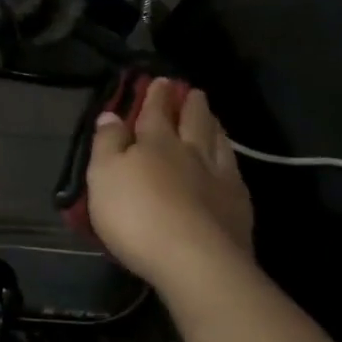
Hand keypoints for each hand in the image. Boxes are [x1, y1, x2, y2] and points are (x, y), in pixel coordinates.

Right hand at [86, 78, 257, 300]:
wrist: (195, 260)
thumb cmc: (137, 216)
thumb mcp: (103, 176)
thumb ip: (107, 143)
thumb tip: (110, 114)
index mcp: (156, 142)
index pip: (155, 111)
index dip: (156, 95)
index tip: (160, 80)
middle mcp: (191, 152)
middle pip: (193, 121)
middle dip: (190, 104)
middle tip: (193, 91)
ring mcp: (219, 177)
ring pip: (218, 142)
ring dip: (214, 126)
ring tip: (213, 117)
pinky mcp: (238, 205)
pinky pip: (234, 171)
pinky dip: (229, 158)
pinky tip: (229, 162)